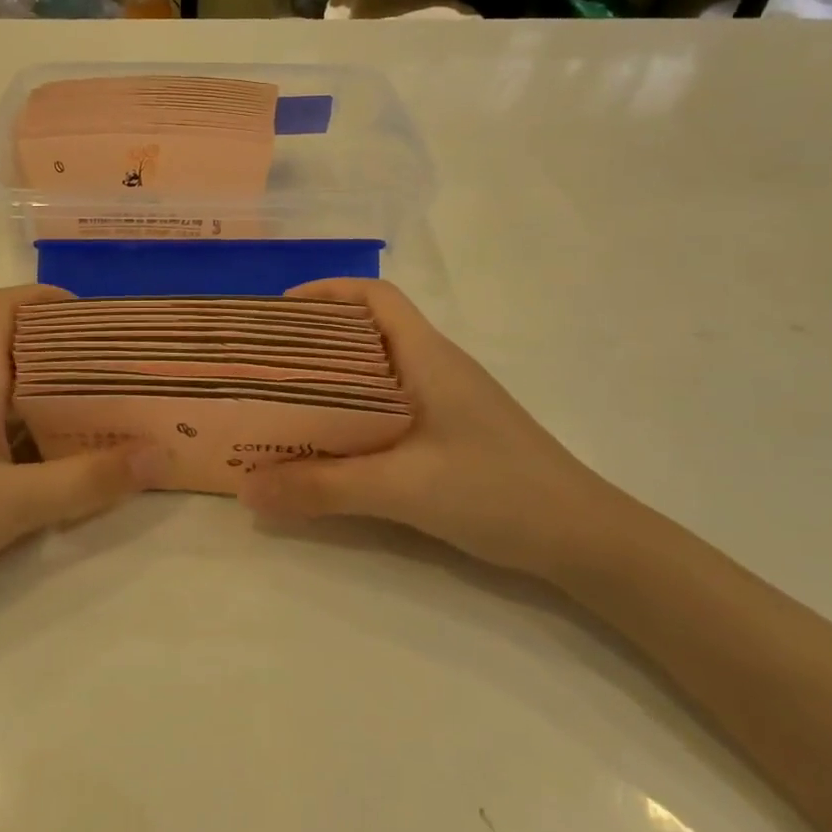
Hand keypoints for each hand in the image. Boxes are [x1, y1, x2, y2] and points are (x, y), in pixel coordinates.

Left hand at [0, 286, 157, 628]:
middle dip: (63, 350)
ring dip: (44, 390)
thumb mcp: (13, 506)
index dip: (44, 297)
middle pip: (8, 343)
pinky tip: (43, 459)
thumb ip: (88, 480)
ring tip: (94, 414)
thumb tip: (160, 453)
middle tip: (116, 372)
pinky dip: (20, 421)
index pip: (1, 307)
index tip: (94, 317)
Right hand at [236, 279, 628, 578]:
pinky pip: (391, 404)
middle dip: (315, 339)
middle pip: (368, 330)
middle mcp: (437, 366)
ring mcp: (449, 400)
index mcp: (428, 356)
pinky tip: (334, 443)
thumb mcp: (402, 488)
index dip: (326, 293)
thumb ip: (322, 487)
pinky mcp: (453, 431)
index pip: (376, 296)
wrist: (585, 538)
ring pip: (378, 370)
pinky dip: (355, 411)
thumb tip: (246, 488)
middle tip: (265, 365)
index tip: (278, 314)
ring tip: (285, 403)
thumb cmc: (497, 492)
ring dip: (333, 379)